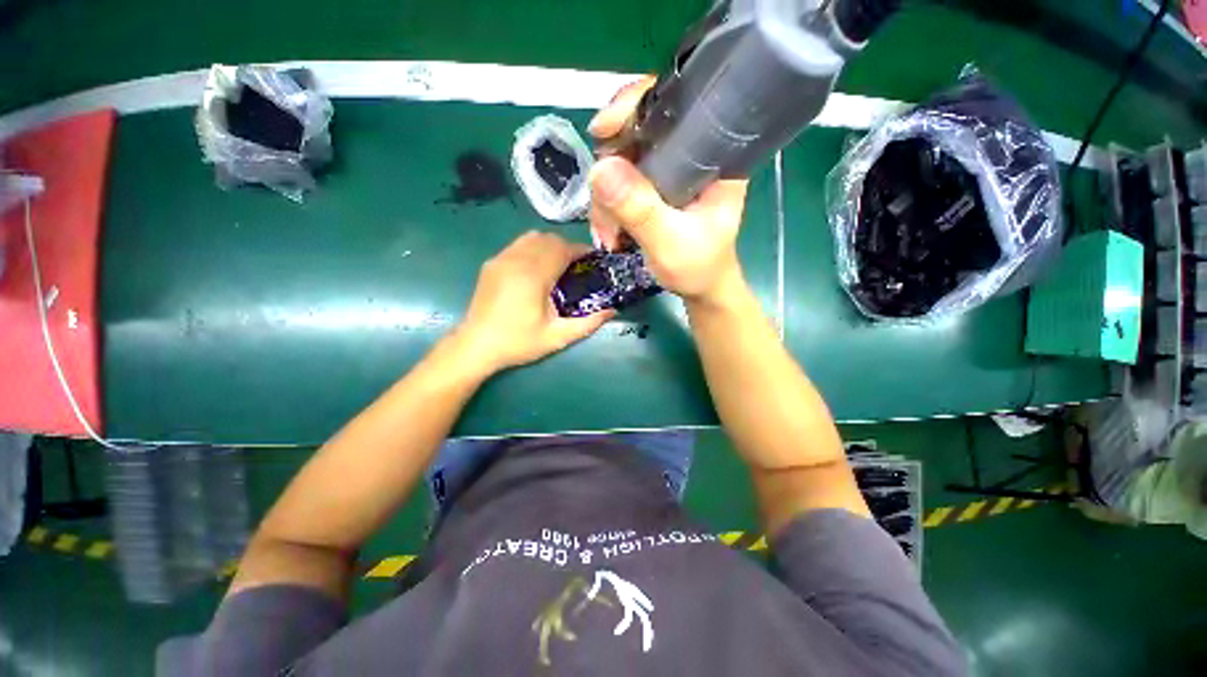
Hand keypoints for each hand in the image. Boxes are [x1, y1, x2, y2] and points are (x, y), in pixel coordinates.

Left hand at [453, 231, 613, 374]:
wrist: (476, 345)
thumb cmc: (517, 342)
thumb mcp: (556, 337)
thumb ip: (587, 323)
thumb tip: (613, 309)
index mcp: (534, 274)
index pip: (563, 248)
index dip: (582, 251)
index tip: (593, 262)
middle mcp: (517, 259)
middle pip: (549, 239)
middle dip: (567, 248)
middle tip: (576, 268)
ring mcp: (501, 258)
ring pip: (532, 237)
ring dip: (548, 246)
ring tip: (555, 266)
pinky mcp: (491, 263)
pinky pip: (517, 245)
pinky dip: (531, 249)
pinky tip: (534, 271)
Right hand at [587, 78, 749, 305]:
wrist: (699, 287)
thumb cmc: (701, 267)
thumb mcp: (672, 244)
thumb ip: (641, 210)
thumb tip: (601, 168)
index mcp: (713, 153)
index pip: (679, 102)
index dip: (639, 102)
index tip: (607, 127)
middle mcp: (690, 147)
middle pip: (640, 118)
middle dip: (612, 151)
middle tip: (598, 185)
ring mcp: (666, 159)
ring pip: (621, 146)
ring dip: (603, 185)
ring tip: (608, 229)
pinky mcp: (648, 174)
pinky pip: (615, 169)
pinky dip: (603, 196)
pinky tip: (606, 227)